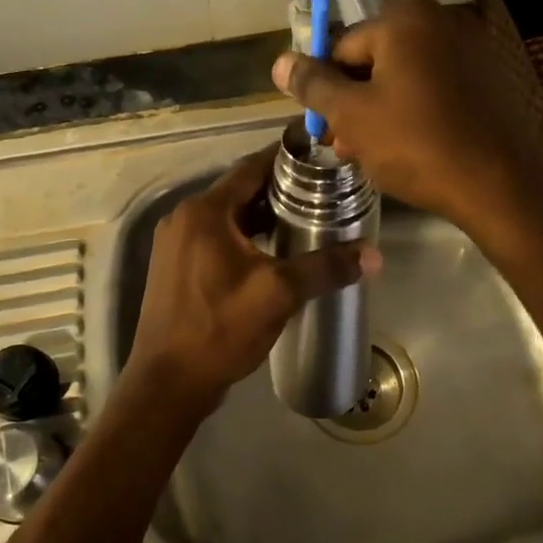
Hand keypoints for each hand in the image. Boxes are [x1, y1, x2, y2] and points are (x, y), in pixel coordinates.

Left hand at [123, 147, 381, 411]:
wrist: (168, 383)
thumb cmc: (220, 329)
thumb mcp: (278, 295)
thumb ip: (325, 268)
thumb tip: (373, 256)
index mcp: (204, 212)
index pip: (250, 169)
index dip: (284, 160)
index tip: (319, 159)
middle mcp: (184, 218)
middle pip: (238, 190)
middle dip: (277, 189)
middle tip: (321, 191)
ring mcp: (175, 243)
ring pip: (226, 215)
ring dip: (260, 214)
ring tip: (304, 218)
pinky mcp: (175, 266)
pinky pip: (215, 236)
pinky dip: (243, 234)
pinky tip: (272, 250)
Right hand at [270, 0, 542, 240]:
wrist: (497, 186)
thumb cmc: (415, 144)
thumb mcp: (351, 115)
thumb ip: (312, 85)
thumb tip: (280, 62)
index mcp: (404, 19)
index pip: (341, 48)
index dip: (325, 90)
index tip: (323, 128)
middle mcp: (439, 21)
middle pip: (372, 62)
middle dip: (352, 104)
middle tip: (343, 146)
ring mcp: (467, 50)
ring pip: (401, 79)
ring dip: (377, 113)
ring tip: (369, 155)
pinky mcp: (485, 80)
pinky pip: (431, 90)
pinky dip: (412, 113)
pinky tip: (404, 149)